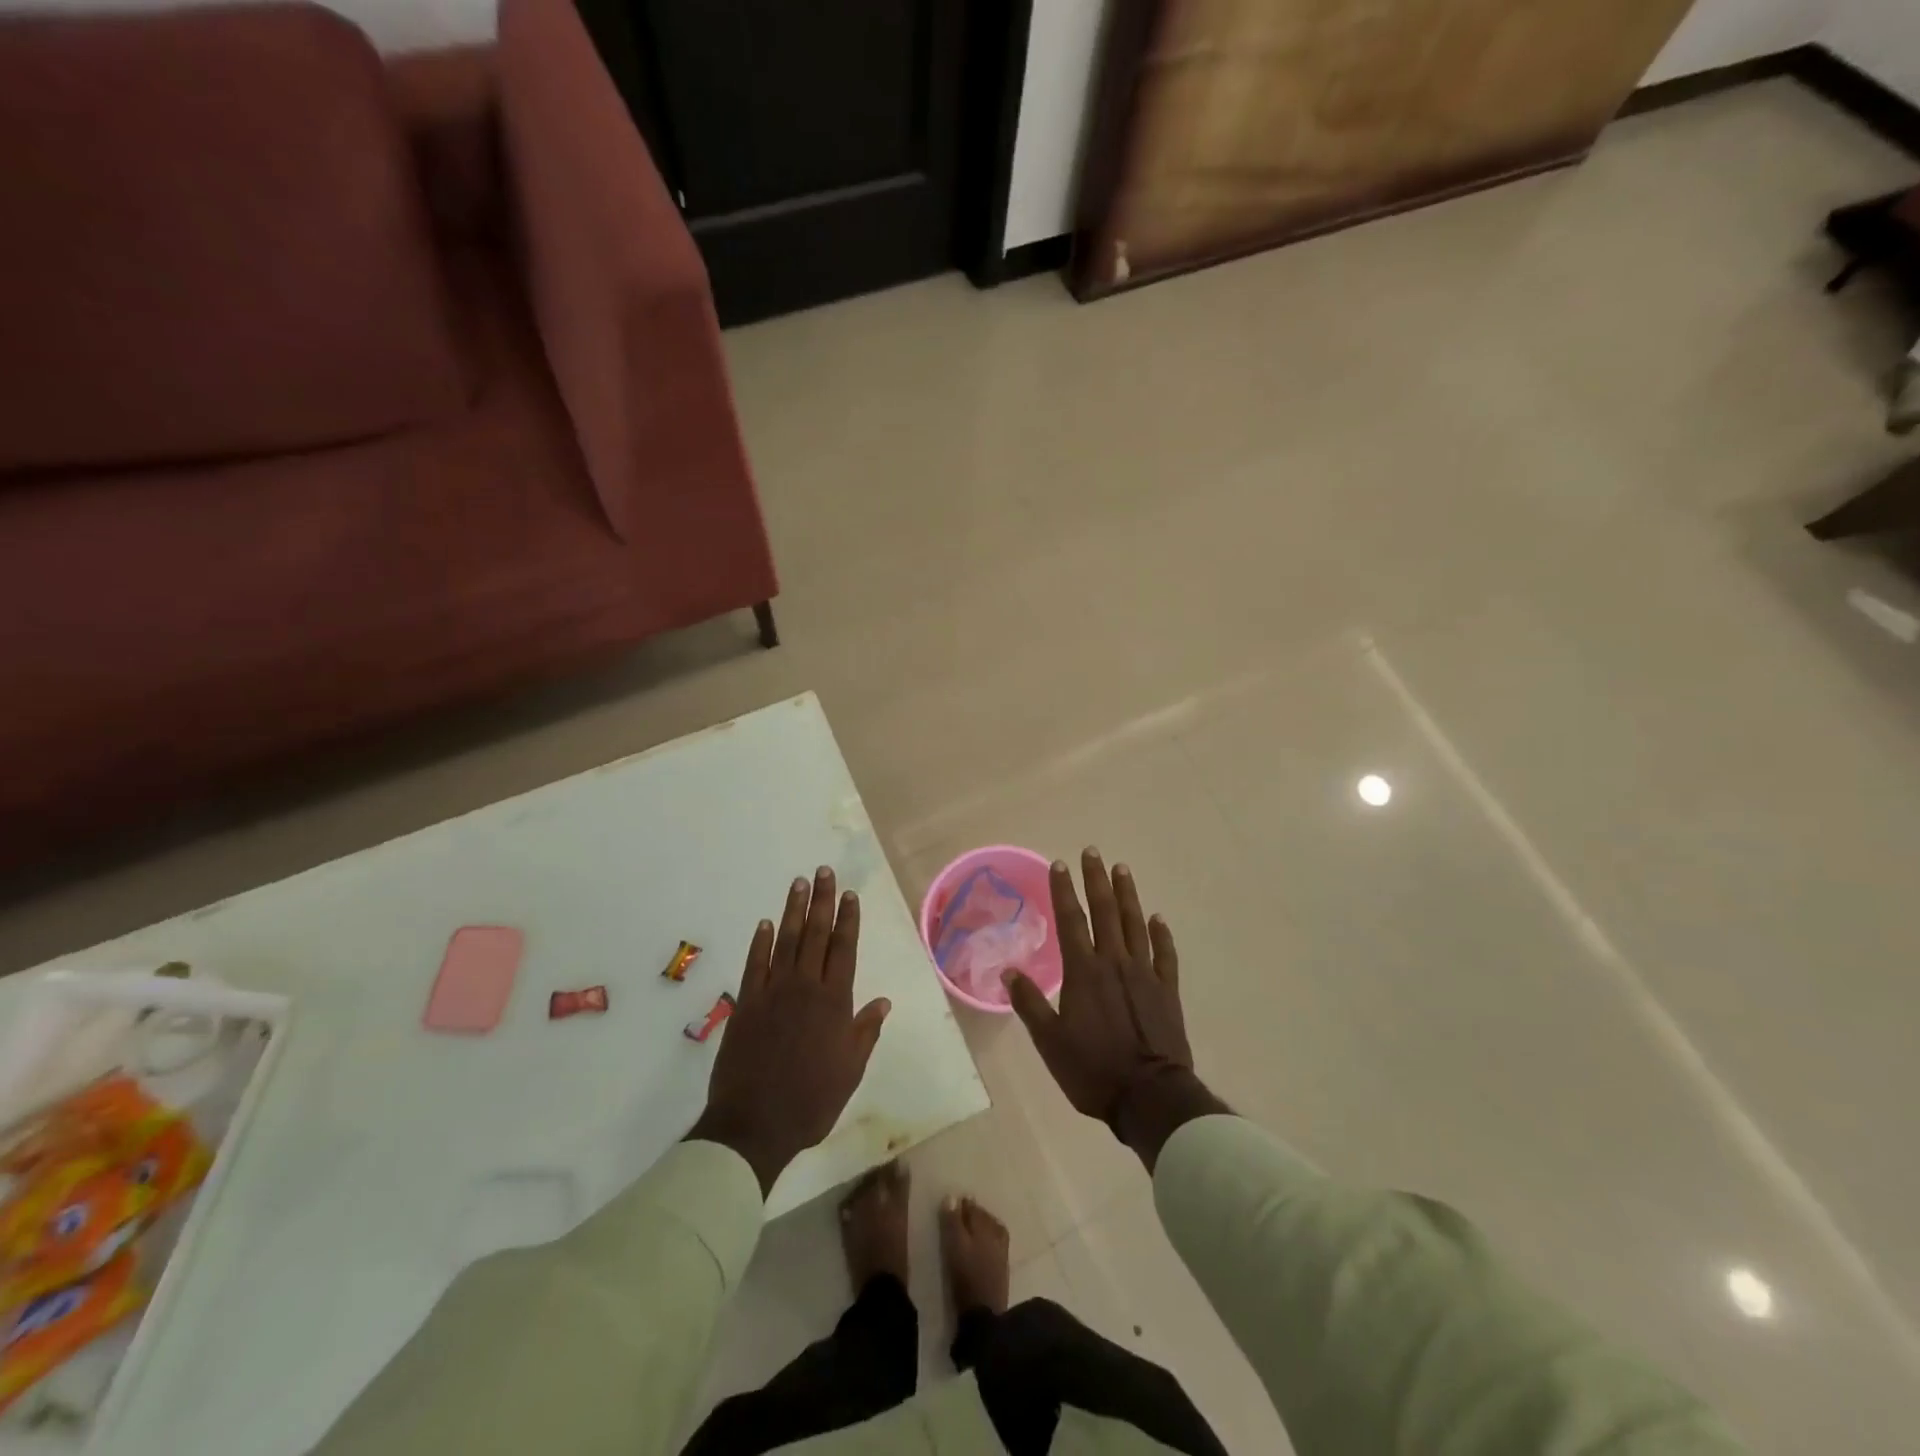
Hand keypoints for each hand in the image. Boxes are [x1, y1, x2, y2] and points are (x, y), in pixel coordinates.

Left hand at [688, 867, 890, 1195]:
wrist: (754, 1124)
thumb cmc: (811, 1100)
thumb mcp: (850, 1070)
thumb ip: (865, 1031)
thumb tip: (883, 1000)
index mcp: (834, 1002)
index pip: (844, 949)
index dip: (848, 919)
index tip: (850, 894)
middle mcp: (805, 987)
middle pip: (816, 935)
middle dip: (822, 901)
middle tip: (823, 872)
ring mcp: (773, 992)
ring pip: (786, 941)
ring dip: (793, 910)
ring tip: (798, 883)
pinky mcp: (747, 1003)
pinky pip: (755, 964)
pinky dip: (760, 941)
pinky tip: (765, 923)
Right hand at [1004, 849, 1194, 1127]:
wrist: (1149, 1097)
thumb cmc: (1093, 1070)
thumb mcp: (1049, 1042)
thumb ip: (1030, 1003)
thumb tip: (1009, 971)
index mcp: (1084, 972)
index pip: (1071, 920)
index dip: (1064, 891)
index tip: (1059, 864)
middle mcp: (1114, 963)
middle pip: (1105, 911)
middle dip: (1096, 879)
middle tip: (1093, 852)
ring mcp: (1145, 974)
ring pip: (1135, 924)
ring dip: (1128, 895)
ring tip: (1122, 869)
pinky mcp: (1167, 991)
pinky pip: (1165, 954)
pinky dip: (1161, 933)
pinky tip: (1157, 918)